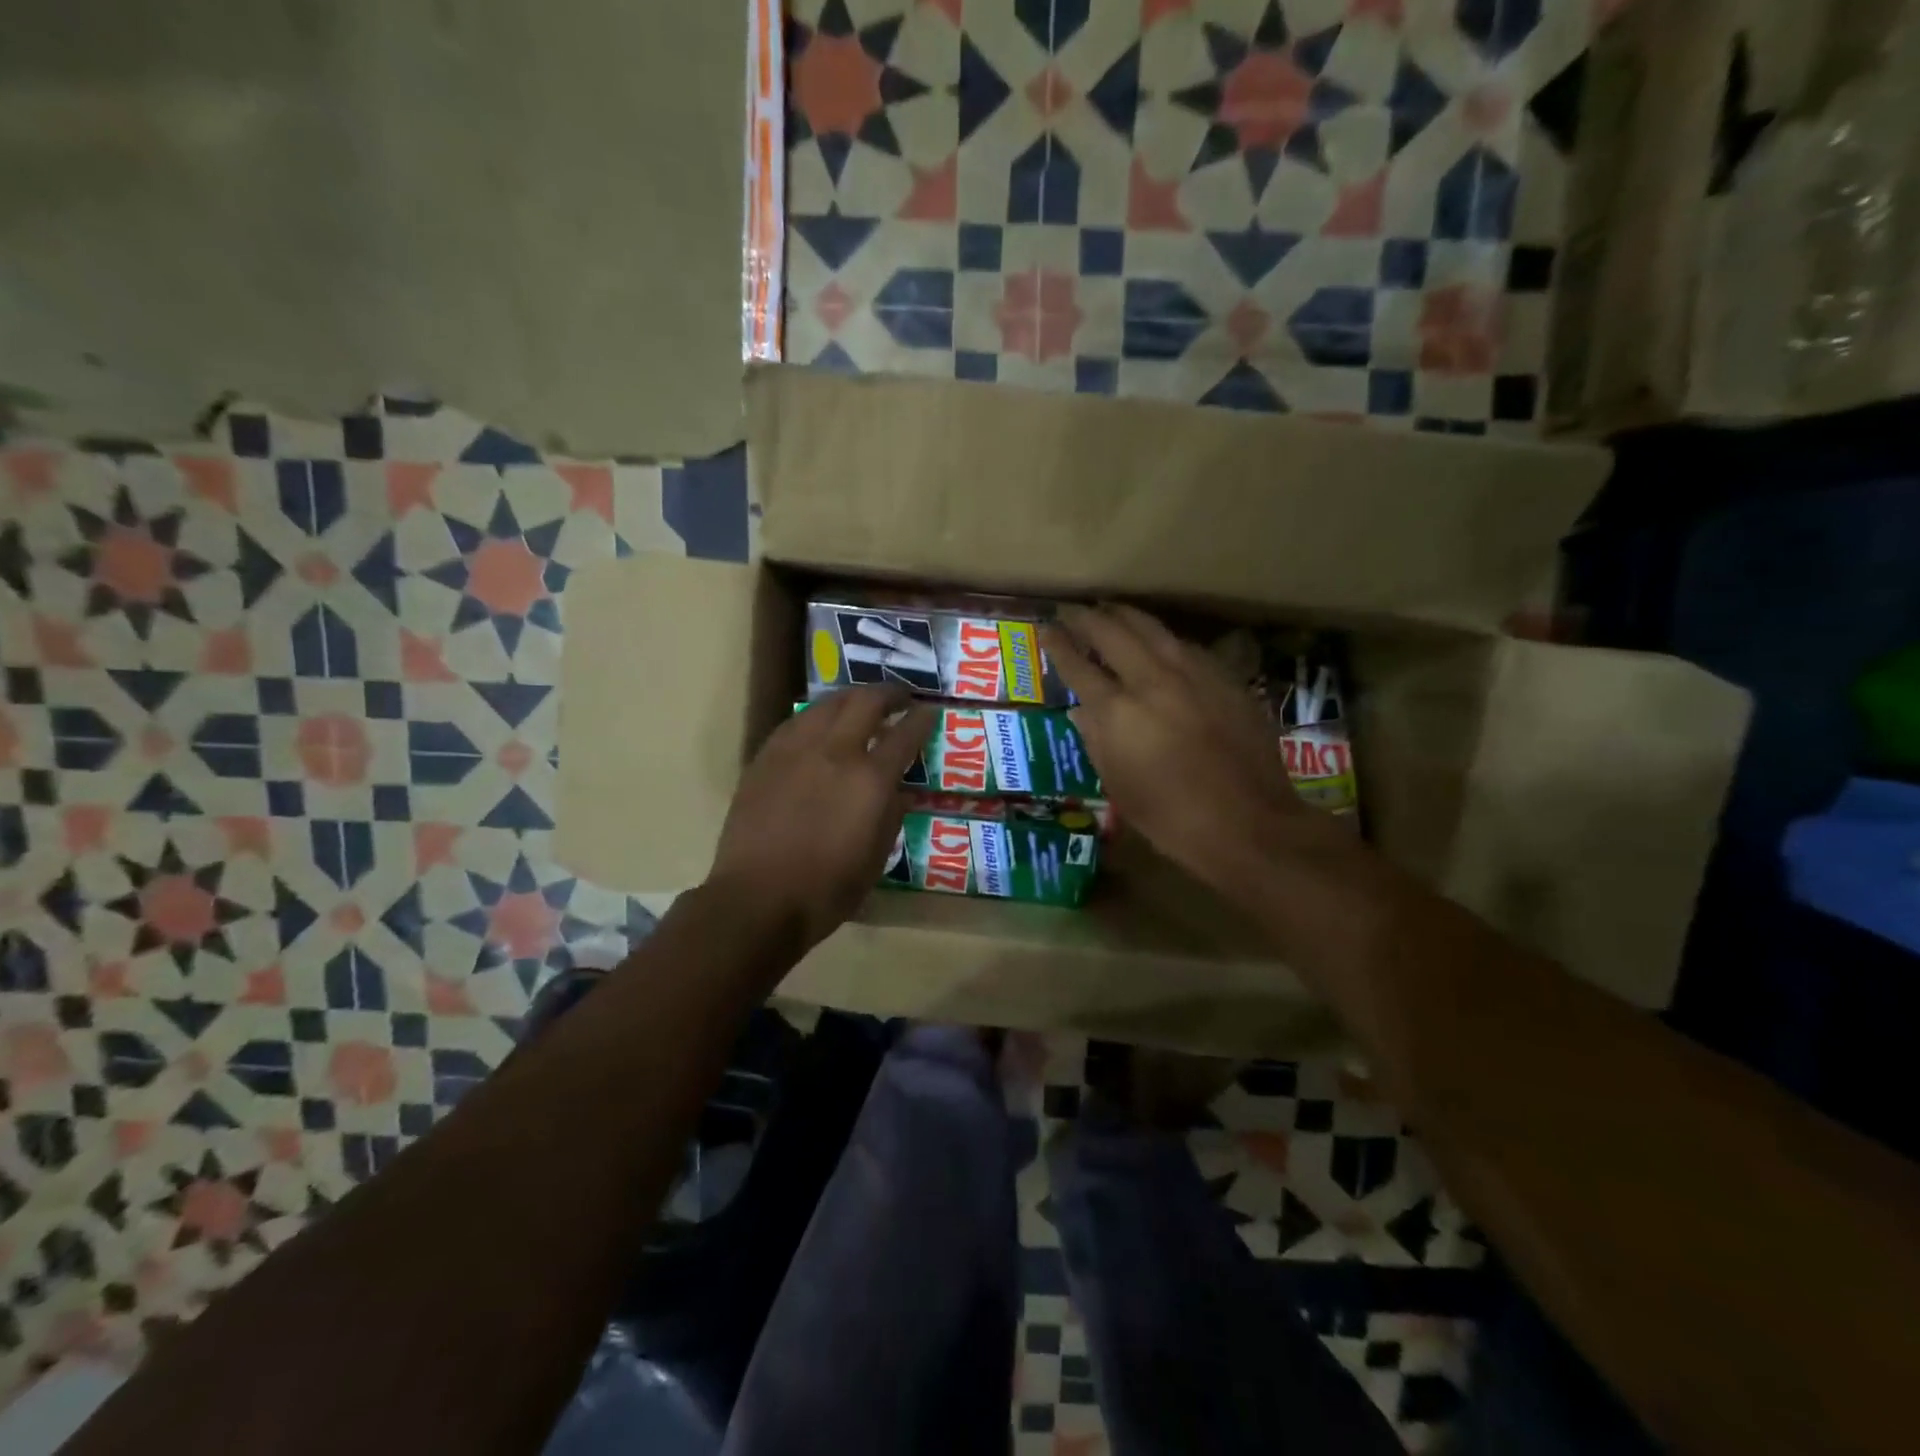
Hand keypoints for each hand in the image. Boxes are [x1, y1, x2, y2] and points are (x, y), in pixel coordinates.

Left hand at [707, 686, 936, 953]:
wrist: (757, 899)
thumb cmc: (826, 889)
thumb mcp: (876, 858)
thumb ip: (891, 815)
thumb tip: (899, 790)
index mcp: (869, 779)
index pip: (905, 734)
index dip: (922, 719)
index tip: (930, 711)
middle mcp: (835, 752)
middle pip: (866, 702)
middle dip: (889, 694)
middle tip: (900, 697)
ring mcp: (795, 750)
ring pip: (827, 704)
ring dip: (851, 699)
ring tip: (861, 705)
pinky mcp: (766, 758)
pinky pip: (797, 722)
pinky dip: (818, 717)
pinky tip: (820, 726)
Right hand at [1042, 605, 1341, 895]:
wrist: (1249, 825)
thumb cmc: (1172, 819)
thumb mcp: (1119, 787)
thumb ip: (1096, 741)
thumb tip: (1080, 710)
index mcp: (1119, 712)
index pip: (1079, 666)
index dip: (1058, 645)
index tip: (1045, 628)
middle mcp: (1153, 681)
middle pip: (1113, 633)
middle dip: (1087, 618)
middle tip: (1071, 610)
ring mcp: (1194, 675)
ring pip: (1153, 629)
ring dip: (1125, 616)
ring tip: (1110, 610)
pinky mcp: (1225, 679)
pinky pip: (1185, 646)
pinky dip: (1162, 638)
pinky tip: (1159, 641)